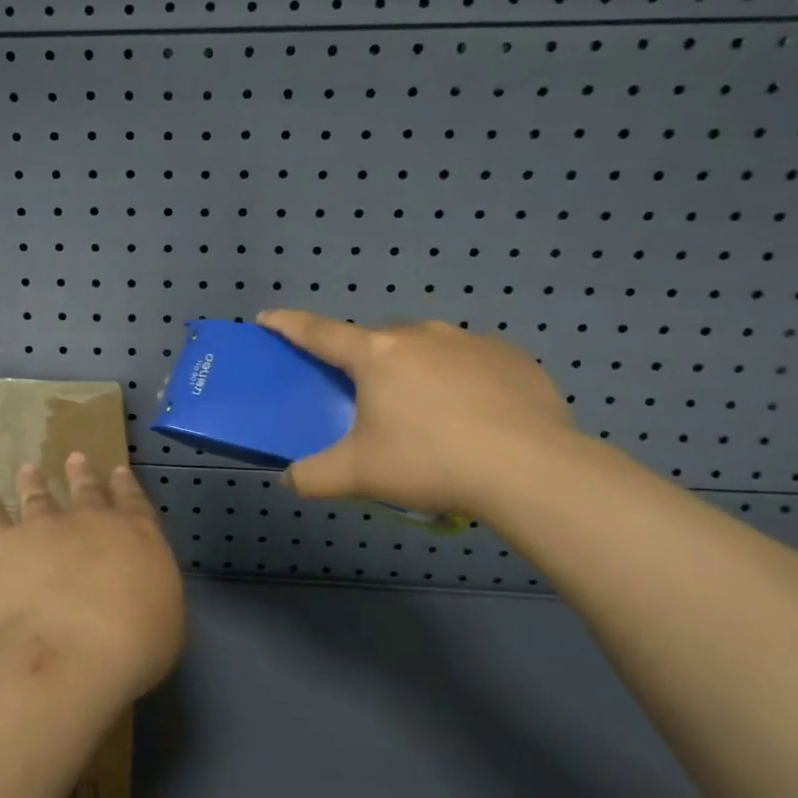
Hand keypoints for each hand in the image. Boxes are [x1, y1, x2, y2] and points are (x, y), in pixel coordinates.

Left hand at [0, 454, 184, 705]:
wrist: (69, 653)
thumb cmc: (132, 646)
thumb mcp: (165, 619)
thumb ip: (150, 590)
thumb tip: (139, 585)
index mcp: (136, 535)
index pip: (132, 501)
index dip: (124, 485)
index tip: (116, 470)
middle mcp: (90, 521)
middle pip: (85, 490)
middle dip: (81, 474)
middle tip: (74, 458)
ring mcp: (43, 528)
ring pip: (37, 496)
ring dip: (33, 482)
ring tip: (28, 469)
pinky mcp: (2, 546)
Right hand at [257, 309, 578, 518]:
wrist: (529, 469)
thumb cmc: (430, 462)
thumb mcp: (359, 474)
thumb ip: (313, 477)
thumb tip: (288, 480)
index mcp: (376, 355)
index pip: (320, 333)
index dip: (290, 325)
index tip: (268, 317)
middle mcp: (420, 336)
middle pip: (377, 342)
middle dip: (365, 361)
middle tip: (367, 398)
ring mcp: (470, 342)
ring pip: (427, 348)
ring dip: (415, 369)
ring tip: (426, 413)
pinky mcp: (512, 358)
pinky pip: (472, 363)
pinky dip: (461, 380)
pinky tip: (474, 416)